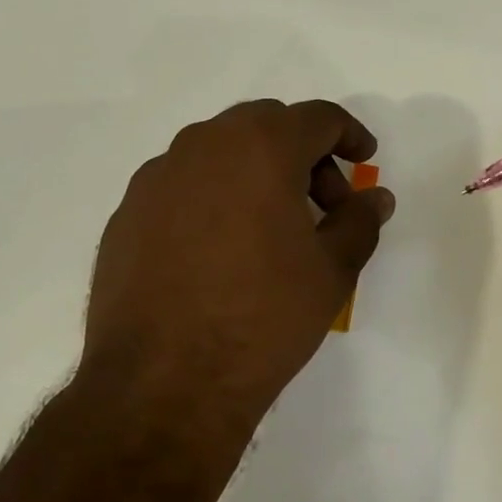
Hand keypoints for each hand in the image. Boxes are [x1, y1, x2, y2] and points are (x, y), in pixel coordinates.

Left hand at [80, 99, 394, 426]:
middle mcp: (202, 146)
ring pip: (219, 151)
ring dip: (256, 171)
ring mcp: (156, 178)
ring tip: (271, 228)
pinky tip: (220, 250)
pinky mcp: (126, 213)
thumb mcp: (332, 271)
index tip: (365, 158)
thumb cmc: (264, 318)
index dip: (350, 134)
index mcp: (260, 147)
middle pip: (265, 125)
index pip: (317, 117)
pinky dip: (213, 197)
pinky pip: (182, 185)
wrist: (163, 384)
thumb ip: (359, 221)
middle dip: (303, 153)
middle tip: (324, 203)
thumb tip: (375, 197)